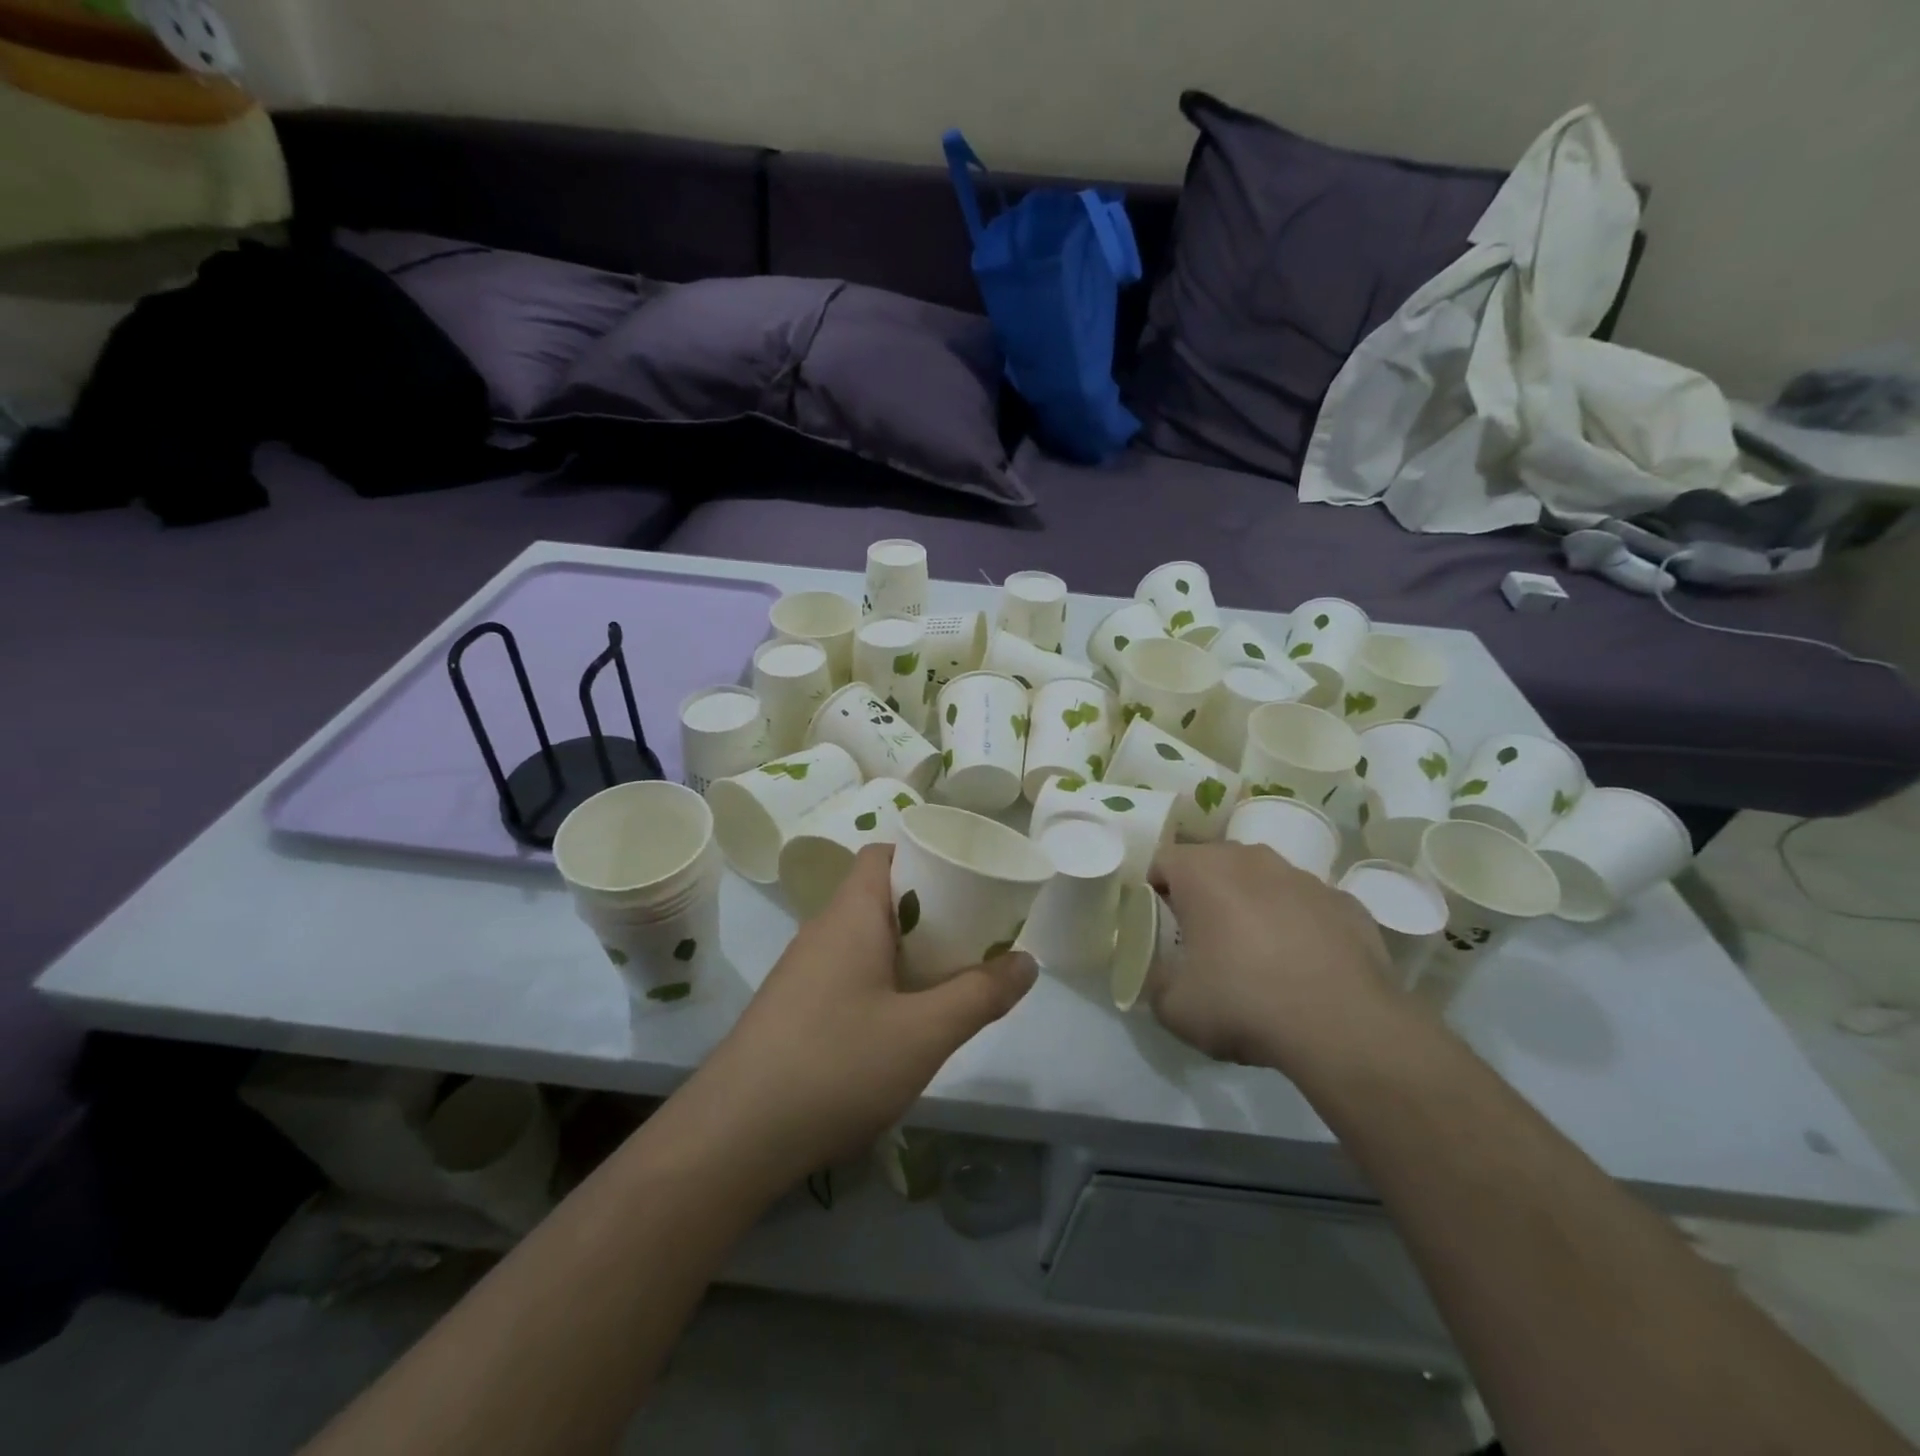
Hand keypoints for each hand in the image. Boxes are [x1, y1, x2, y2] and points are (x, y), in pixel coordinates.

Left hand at [686, 844, 1036, 1187]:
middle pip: (881, 897)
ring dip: (909, 951)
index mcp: (851, 914)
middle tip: (976, 934)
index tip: (968, 879)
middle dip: (931, 910)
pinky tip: (904, 1024)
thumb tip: (1027, 961)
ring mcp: (804, 972)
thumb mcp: (924, 1033)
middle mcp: (823, 931)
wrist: (733, 1138)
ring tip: (952, 977)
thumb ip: (981, 994)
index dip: (925, 855)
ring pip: (866, 939)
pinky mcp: (795, 1010)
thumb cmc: (836, 1065)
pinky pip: (849, 974)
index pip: (884, 854)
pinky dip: (884, 981)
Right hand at [1148, 843, 1398, 1069]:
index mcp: (1202, 871)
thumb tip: (1162, 975)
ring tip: (1257, 953)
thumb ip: (1156, 982)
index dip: (1155, 890)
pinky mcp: (1346, 902)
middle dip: (1205, 893)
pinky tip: (1303, 965)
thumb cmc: (1244, 1003)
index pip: (1163, 861)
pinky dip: (1298, 924)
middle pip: (1214, 863)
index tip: (1161, 924)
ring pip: (1263, 880)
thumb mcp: (1174, 1007)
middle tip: (1203, 938)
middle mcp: (1251, 859)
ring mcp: (1304, 877)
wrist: (1345, 1027)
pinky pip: (1307, 905)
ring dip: (1253, 904)